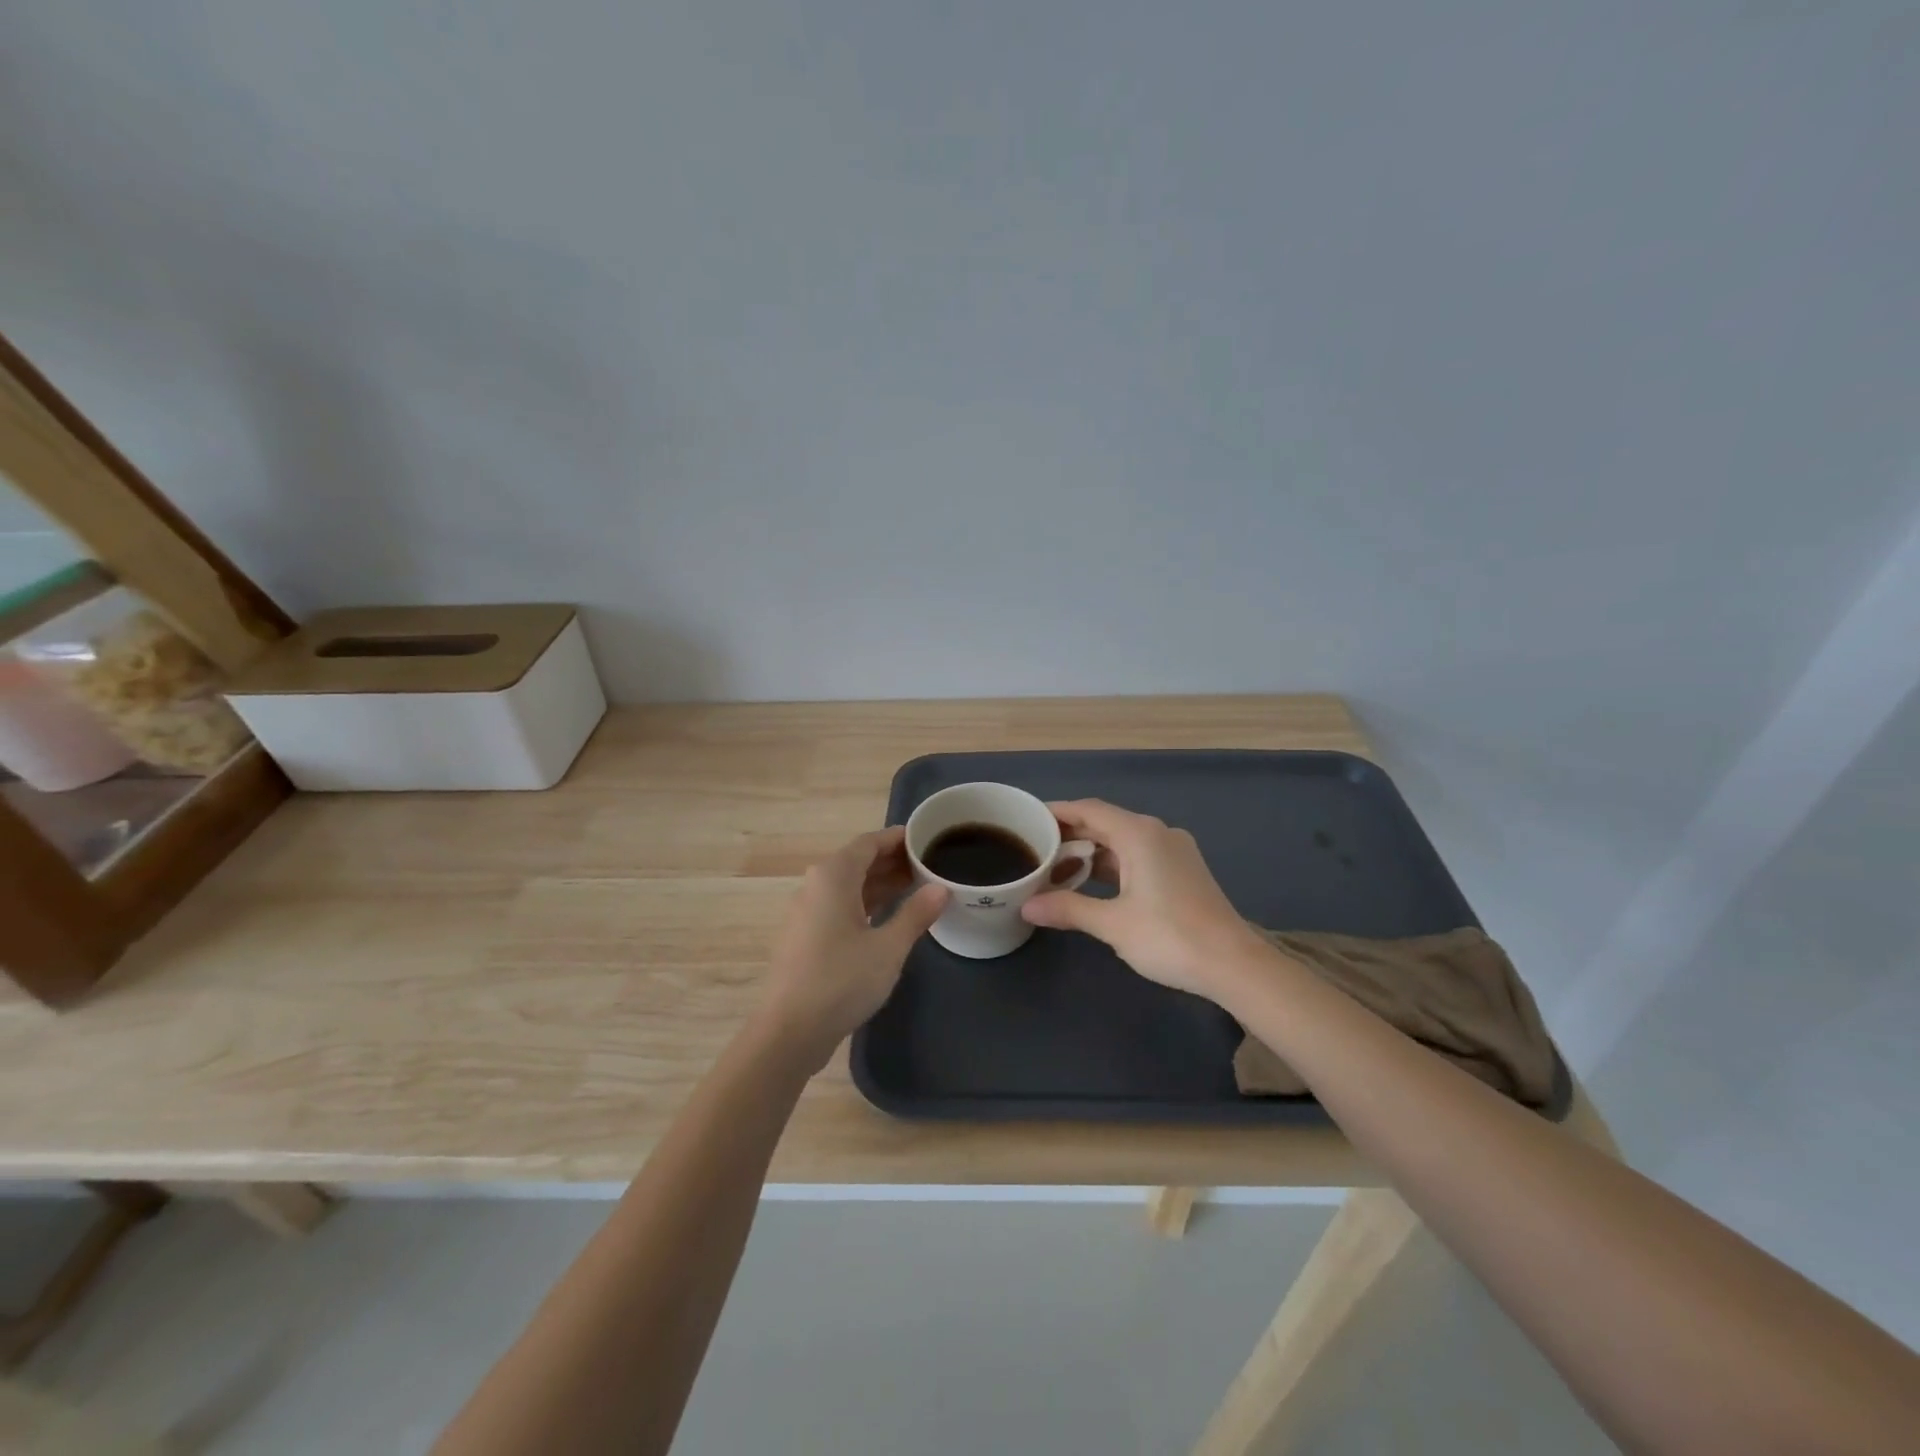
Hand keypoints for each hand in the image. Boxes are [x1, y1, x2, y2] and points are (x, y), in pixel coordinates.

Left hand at [754, 828, 947, 1069]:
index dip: (899, 838)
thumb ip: (916, 914)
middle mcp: (817, 886)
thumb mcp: (888, 947)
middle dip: (894, 861)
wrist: (789, 1032)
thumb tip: (941, 888)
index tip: (928, 838)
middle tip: (931, 864)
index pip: (870, 842)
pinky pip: (841, 906)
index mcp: (833, 876)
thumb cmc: (841, 980)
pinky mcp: (807, 937)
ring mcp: (808, 912)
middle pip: (859, 862)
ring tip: (919, 887)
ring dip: (882, 884)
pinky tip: (890, 917)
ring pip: (850, 886)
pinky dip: (867, 904)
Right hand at [1020, 799, 1268, 1001]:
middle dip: (1070, 834)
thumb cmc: (1170, 937)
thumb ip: (1068, 909)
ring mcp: (1174, 851)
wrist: (1234, 965)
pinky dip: (1111, 864)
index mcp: (1140, 834)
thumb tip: (1027, 907)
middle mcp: (1158, 833)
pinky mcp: (1182, 870)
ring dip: (1090, 852)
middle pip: (1105, 823)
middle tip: (1034, 847)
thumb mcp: (1113, 924)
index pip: (1089, 810)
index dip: (1057, 812)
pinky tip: (1091, 883)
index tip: (1028, 819)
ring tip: (1055, 867)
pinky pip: (1137, 856)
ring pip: (1122, 841)